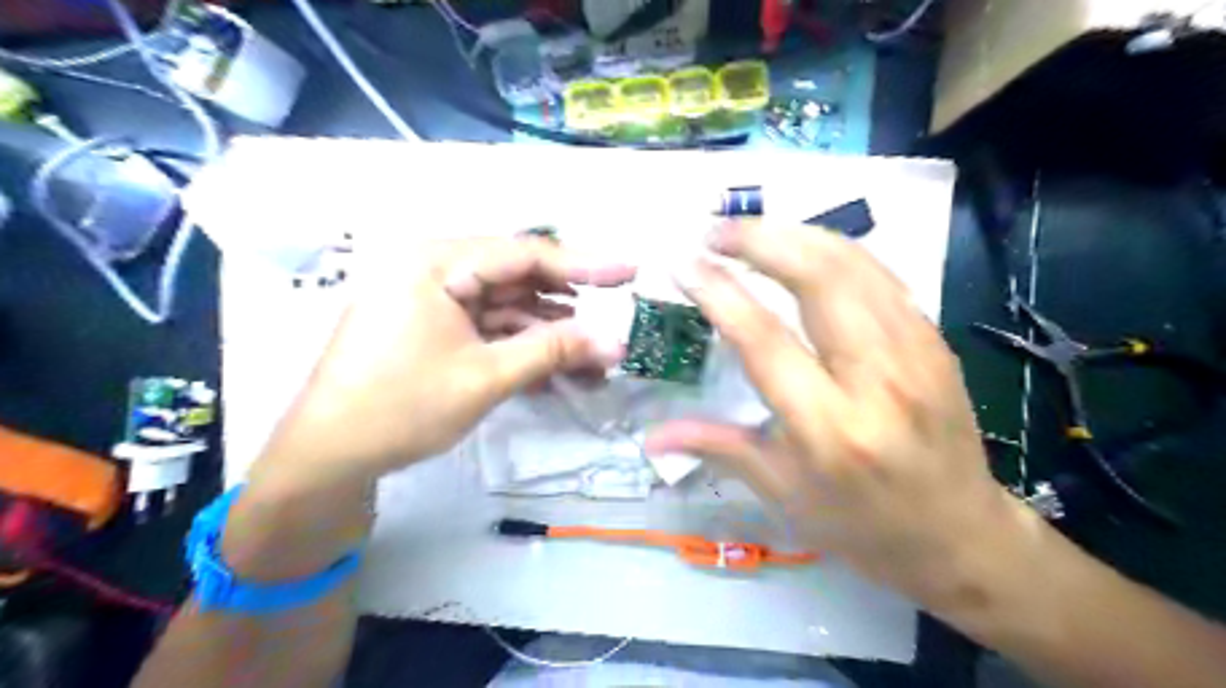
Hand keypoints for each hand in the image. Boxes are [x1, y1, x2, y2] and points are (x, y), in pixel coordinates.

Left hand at [263, 237, 635, 488]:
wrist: (327, 456)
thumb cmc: (401, 407)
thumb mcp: (485, 377)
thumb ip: (553, 351)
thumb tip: (615, 342)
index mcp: (436, 262)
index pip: (524, 253)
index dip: (583, 265)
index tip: (629, 272)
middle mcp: (432, 267)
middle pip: (516, 277)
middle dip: (565, 305)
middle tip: (610, 321)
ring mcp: (430, 296)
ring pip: (504, 304)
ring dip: (545, 330)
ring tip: (589, 355)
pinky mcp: (431, 323)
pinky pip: (486, 325)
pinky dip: (518, 344)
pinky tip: (551, 366)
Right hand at [646, 221, 1021, 606]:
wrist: (961, 535)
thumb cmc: (862, 524)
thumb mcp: (784, 494)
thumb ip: (719, 448)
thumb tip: (653, 436)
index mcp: (829, 428)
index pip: (764, 340)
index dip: (720, 293)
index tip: (685, 263)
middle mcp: (877, 379)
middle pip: (819, 279)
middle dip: (761, 241)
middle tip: (716, 231)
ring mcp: (915, 353)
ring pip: (855, 264)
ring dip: (797, 234)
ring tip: (752, 231)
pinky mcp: (934, 340)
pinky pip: (880, 275)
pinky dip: (835, 250)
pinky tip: (805, 247)